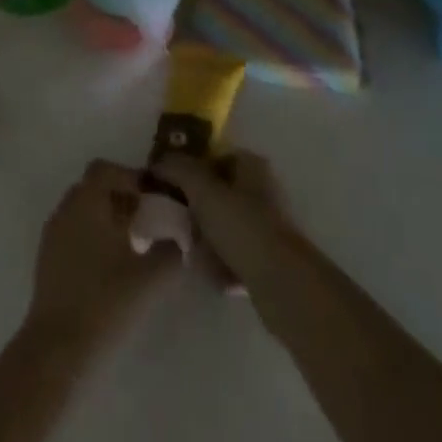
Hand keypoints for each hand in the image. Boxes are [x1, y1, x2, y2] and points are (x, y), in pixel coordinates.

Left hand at [27, 160, 180, 349]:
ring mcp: (52, 235)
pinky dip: (93, 238)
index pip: (106, 169)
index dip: (132, 177)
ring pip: (83, 211)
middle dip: (121, 197)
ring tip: (133, 246)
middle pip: (94, 187)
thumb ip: (173, 252)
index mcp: (87, 201)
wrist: (58, 351)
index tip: (155, 198)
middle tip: (148, 220)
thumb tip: (186, 238)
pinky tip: (111, 268)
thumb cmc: (105, 303)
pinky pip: (73, 233)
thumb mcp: (150, 278)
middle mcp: (66, 209)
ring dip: (107, 218)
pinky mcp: (47, 261)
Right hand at [152, 151, 296, 289]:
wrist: (283, 284)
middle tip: (181, 228)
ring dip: (206, 243)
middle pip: (215, 196)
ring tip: (197, 257)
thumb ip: (178, 169)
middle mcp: (262, 190)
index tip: (170, 189)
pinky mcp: (269, 259)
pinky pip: (234, 256)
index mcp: (251, 165)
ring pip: (222, 229)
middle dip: (196, 214)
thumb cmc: (241, 226)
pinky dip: (222, 265)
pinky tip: (216, 276)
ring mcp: (267, 226)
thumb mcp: (202, 190)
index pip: (212, 158)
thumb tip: (159, 161)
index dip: (189, 171)